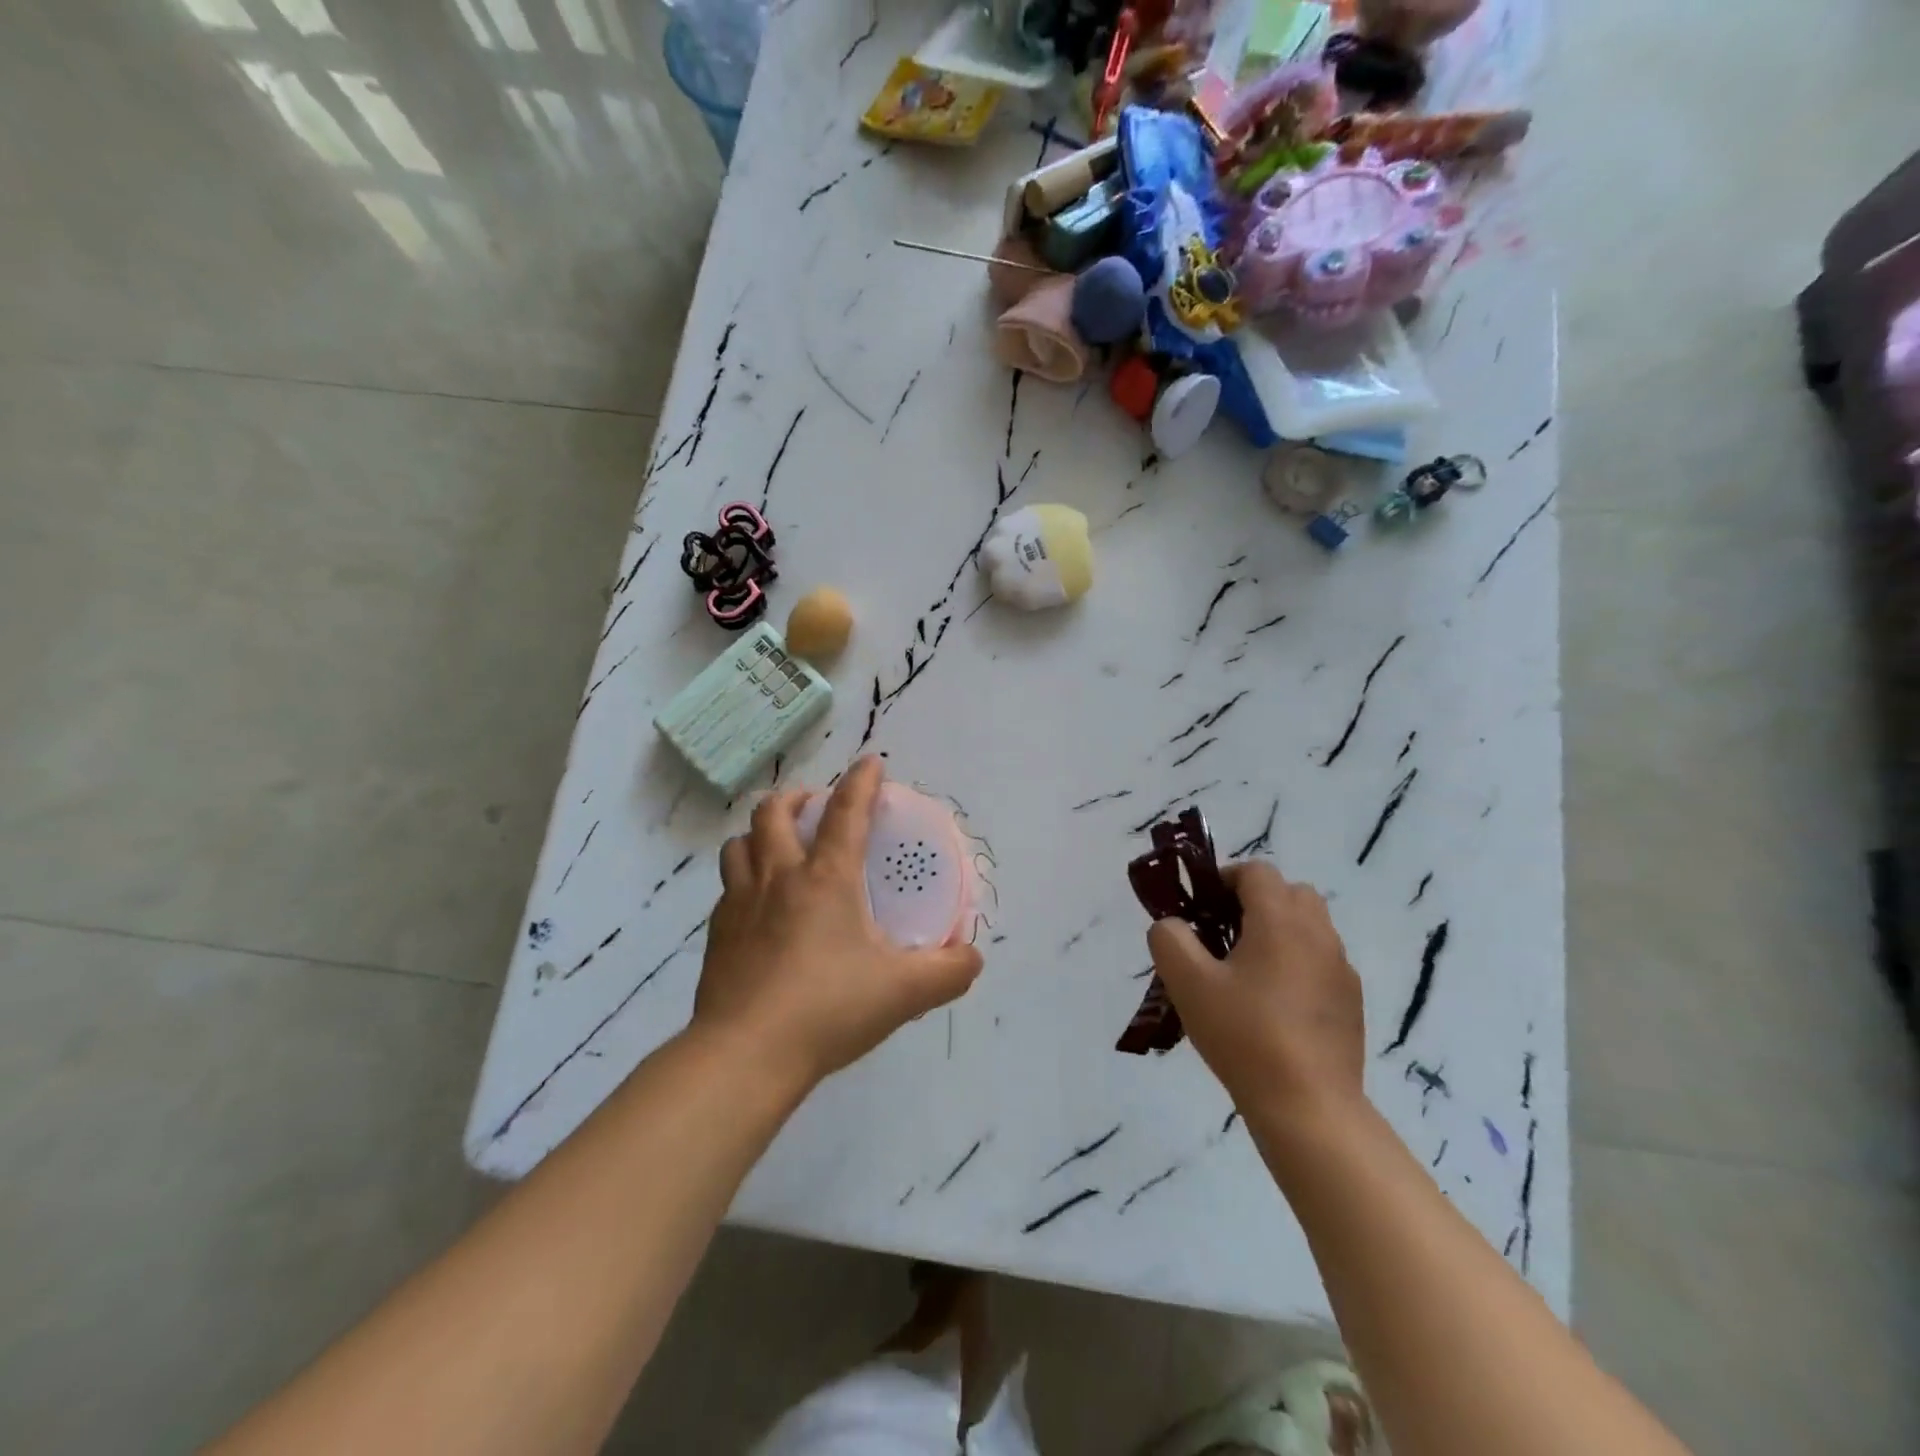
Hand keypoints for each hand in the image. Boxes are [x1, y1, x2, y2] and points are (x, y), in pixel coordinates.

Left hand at [693, 758, 984, 1089]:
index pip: (846, 812)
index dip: (861, 781)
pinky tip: (759, 906)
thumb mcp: (903, 992)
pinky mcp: (717, 934)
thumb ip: (948, 972)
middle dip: (797, 797)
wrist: (746, 1055)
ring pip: (739, 843)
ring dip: (761, 833)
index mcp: (826, 878)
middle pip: (774, 812)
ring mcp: (740, 903)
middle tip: (816, 807)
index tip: (871, 763)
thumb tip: (973, 957)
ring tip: (779, 847)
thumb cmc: (829, 1009)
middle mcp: (779, 877)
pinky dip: (744, 879)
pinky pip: (727, 887)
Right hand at [1147, 860, 1364, 1129]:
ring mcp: (1340, 968)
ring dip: (1278, 931)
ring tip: (1246, 972)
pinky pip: (1320, 961)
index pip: (1256, 872)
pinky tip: (1273, 1006)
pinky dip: (1297, 963)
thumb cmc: (1244, 1035)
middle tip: (1223, 936)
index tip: (1201, 909)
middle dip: (1254, 902)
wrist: (1309, 1106)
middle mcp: (1318, 933)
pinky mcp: (1350, 1001)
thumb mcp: (1188, 983)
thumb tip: (1173, 925)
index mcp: (1280, 920)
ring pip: (1309, 926)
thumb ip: (1170, 939)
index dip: (1224, 879)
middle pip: (1289, 892)